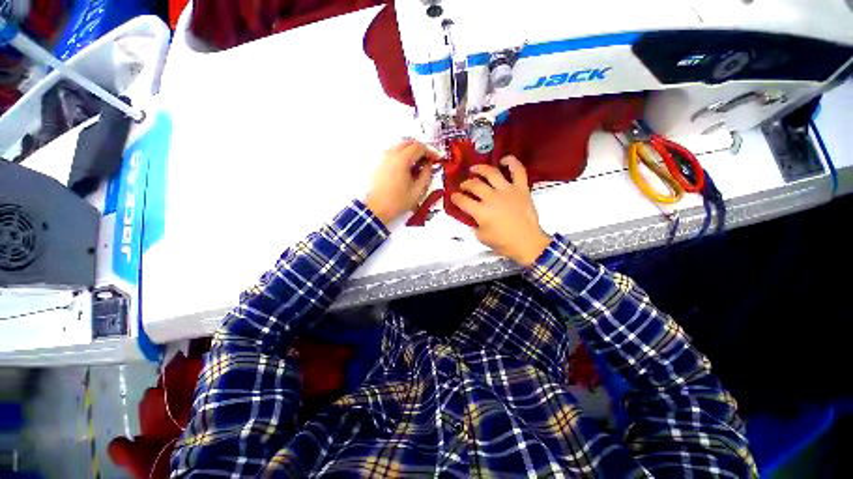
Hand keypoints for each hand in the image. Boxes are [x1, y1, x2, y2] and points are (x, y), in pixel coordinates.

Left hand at [364, 140, 437, 224]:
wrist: (376, 209)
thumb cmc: (397, 202)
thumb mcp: (418, 191)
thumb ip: (427, 175)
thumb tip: (429, 166)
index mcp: (401, 160)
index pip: (419, 147)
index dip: (430, 151)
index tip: (437, 159)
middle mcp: (391, 155)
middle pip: (409, 142)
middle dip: (421, 149)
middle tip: (429, 160)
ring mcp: (384, 159)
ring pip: (400, 146)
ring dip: (412, 151)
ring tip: (419, 165)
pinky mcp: (380, 164)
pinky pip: (393, 153)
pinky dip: (403, 156)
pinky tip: (408, 168)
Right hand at [451, 156, 550, 265]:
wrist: (527, 243)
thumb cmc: (503, 243)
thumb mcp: (482, 237)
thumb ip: (474, 225)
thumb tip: (472, 217)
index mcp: (481, 211)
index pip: (463, 201)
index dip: (455, 197)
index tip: (453, 196)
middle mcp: (492, 197)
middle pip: (474, 185)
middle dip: (465, 184)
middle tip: (464, 186)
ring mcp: (507, 190)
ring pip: (491, 173)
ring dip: (480, 169)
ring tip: (474, 169)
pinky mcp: (521, 188)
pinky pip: (517, 170)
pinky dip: (511, 162)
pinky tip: (503, 160)